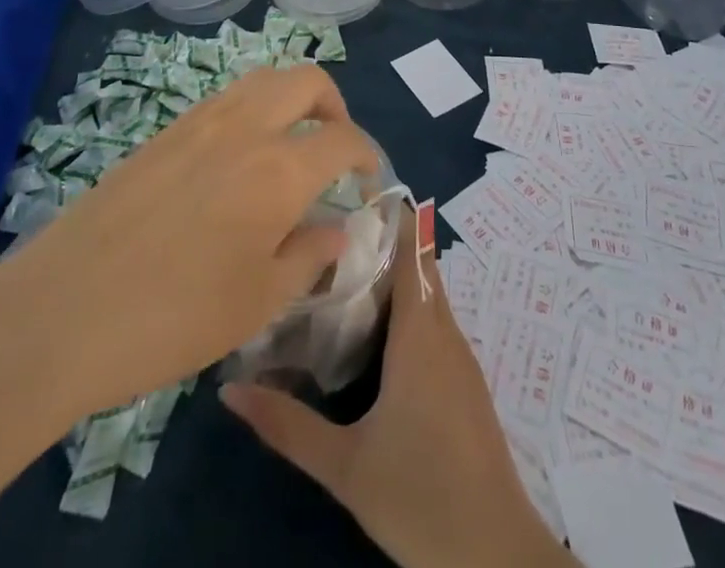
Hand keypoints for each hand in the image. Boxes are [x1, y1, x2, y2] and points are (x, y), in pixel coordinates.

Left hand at [0, 63, 378, 425]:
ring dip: (291, 98)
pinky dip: (252, 108)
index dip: (367, 154)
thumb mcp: (257, 302)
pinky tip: (238, 158)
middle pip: (307, 80)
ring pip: (264, 78)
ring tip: (289, 144)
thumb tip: (336, 229)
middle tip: (334, 145)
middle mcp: (246, 127)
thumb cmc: (172, 318)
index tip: (368, 180)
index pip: (344, 138)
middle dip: (334, 105)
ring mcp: (201, 121)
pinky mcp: (165, 130)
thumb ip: (308, 256)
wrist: (61, 311)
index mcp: (279, 169)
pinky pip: (226, 97)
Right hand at [221, 210, 577, 567]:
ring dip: (394, 276)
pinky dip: (408, 308)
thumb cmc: (420, 495)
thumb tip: (229, 390)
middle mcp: (445, 332)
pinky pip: (435, 322)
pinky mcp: (465, 382)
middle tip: (329, 232)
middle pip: (419, 265)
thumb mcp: (345, 465)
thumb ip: (287, 425)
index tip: (350, 193)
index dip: (390, 214)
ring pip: (428, 294)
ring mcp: (461, 357)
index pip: (413, 249)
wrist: (495, 554)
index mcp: (421, 333)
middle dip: (382, 243)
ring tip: (342, 269)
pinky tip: (374, 329)